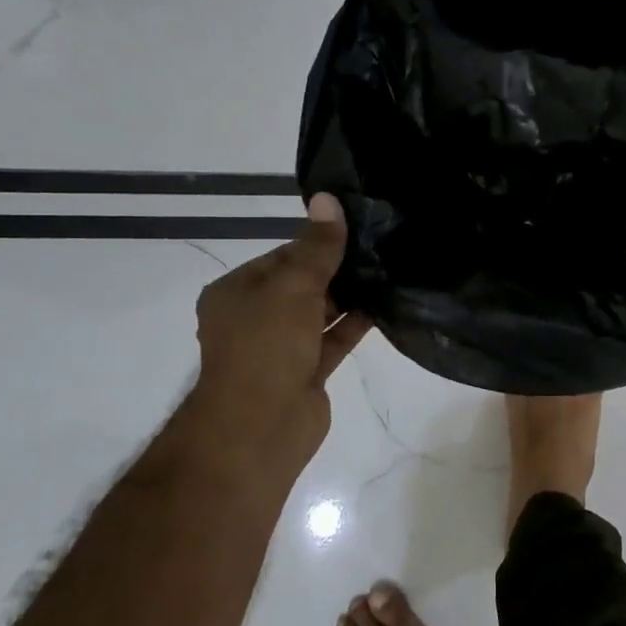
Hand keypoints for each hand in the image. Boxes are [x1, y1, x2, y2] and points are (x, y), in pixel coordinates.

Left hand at [184, 193, 371, 482]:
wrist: (260, 427)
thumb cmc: (266, 346)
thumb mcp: (292, 287)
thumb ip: (316, 247)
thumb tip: (327, 198)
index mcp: (236, 292)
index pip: (281, 257)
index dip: (317, 244)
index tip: (357, 232)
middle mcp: (255, 317)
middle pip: (301, 284)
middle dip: (337, 270)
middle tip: (381, 249)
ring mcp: (281, 348)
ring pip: (320, 313)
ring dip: (349, 297)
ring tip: (389, 272)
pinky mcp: (306, 372)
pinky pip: (333, 340)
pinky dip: (355, 324)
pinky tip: (385, 306)